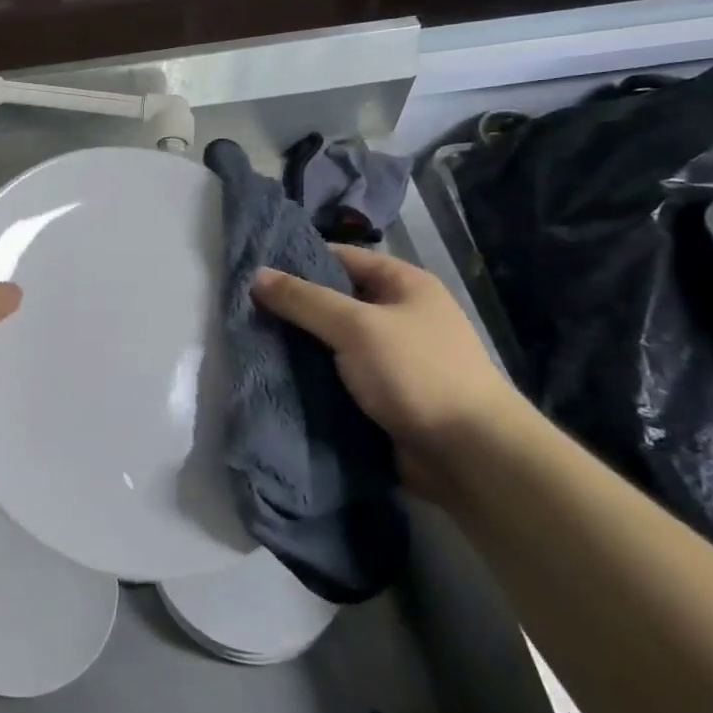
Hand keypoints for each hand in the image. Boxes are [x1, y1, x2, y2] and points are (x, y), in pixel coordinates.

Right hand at [250, 246, 523, 479]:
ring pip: (332, 342)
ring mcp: (392, 357)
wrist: (469, 454)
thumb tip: (256, 275)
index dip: (298, 262)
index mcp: (404, 284)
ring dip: (299, 345)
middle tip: (243, 311)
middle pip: (334, 300)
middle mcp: (399, 315)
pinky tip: (276, 376)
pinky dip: (312, 376)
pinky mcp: (383, 394)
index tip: (252, 272)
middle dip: (293, 307)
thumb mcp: (356, 326)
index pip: (340, 258)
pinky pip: (338, 375)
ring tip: (249, 342)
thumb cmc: (417, 373)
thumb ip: (304, 300)